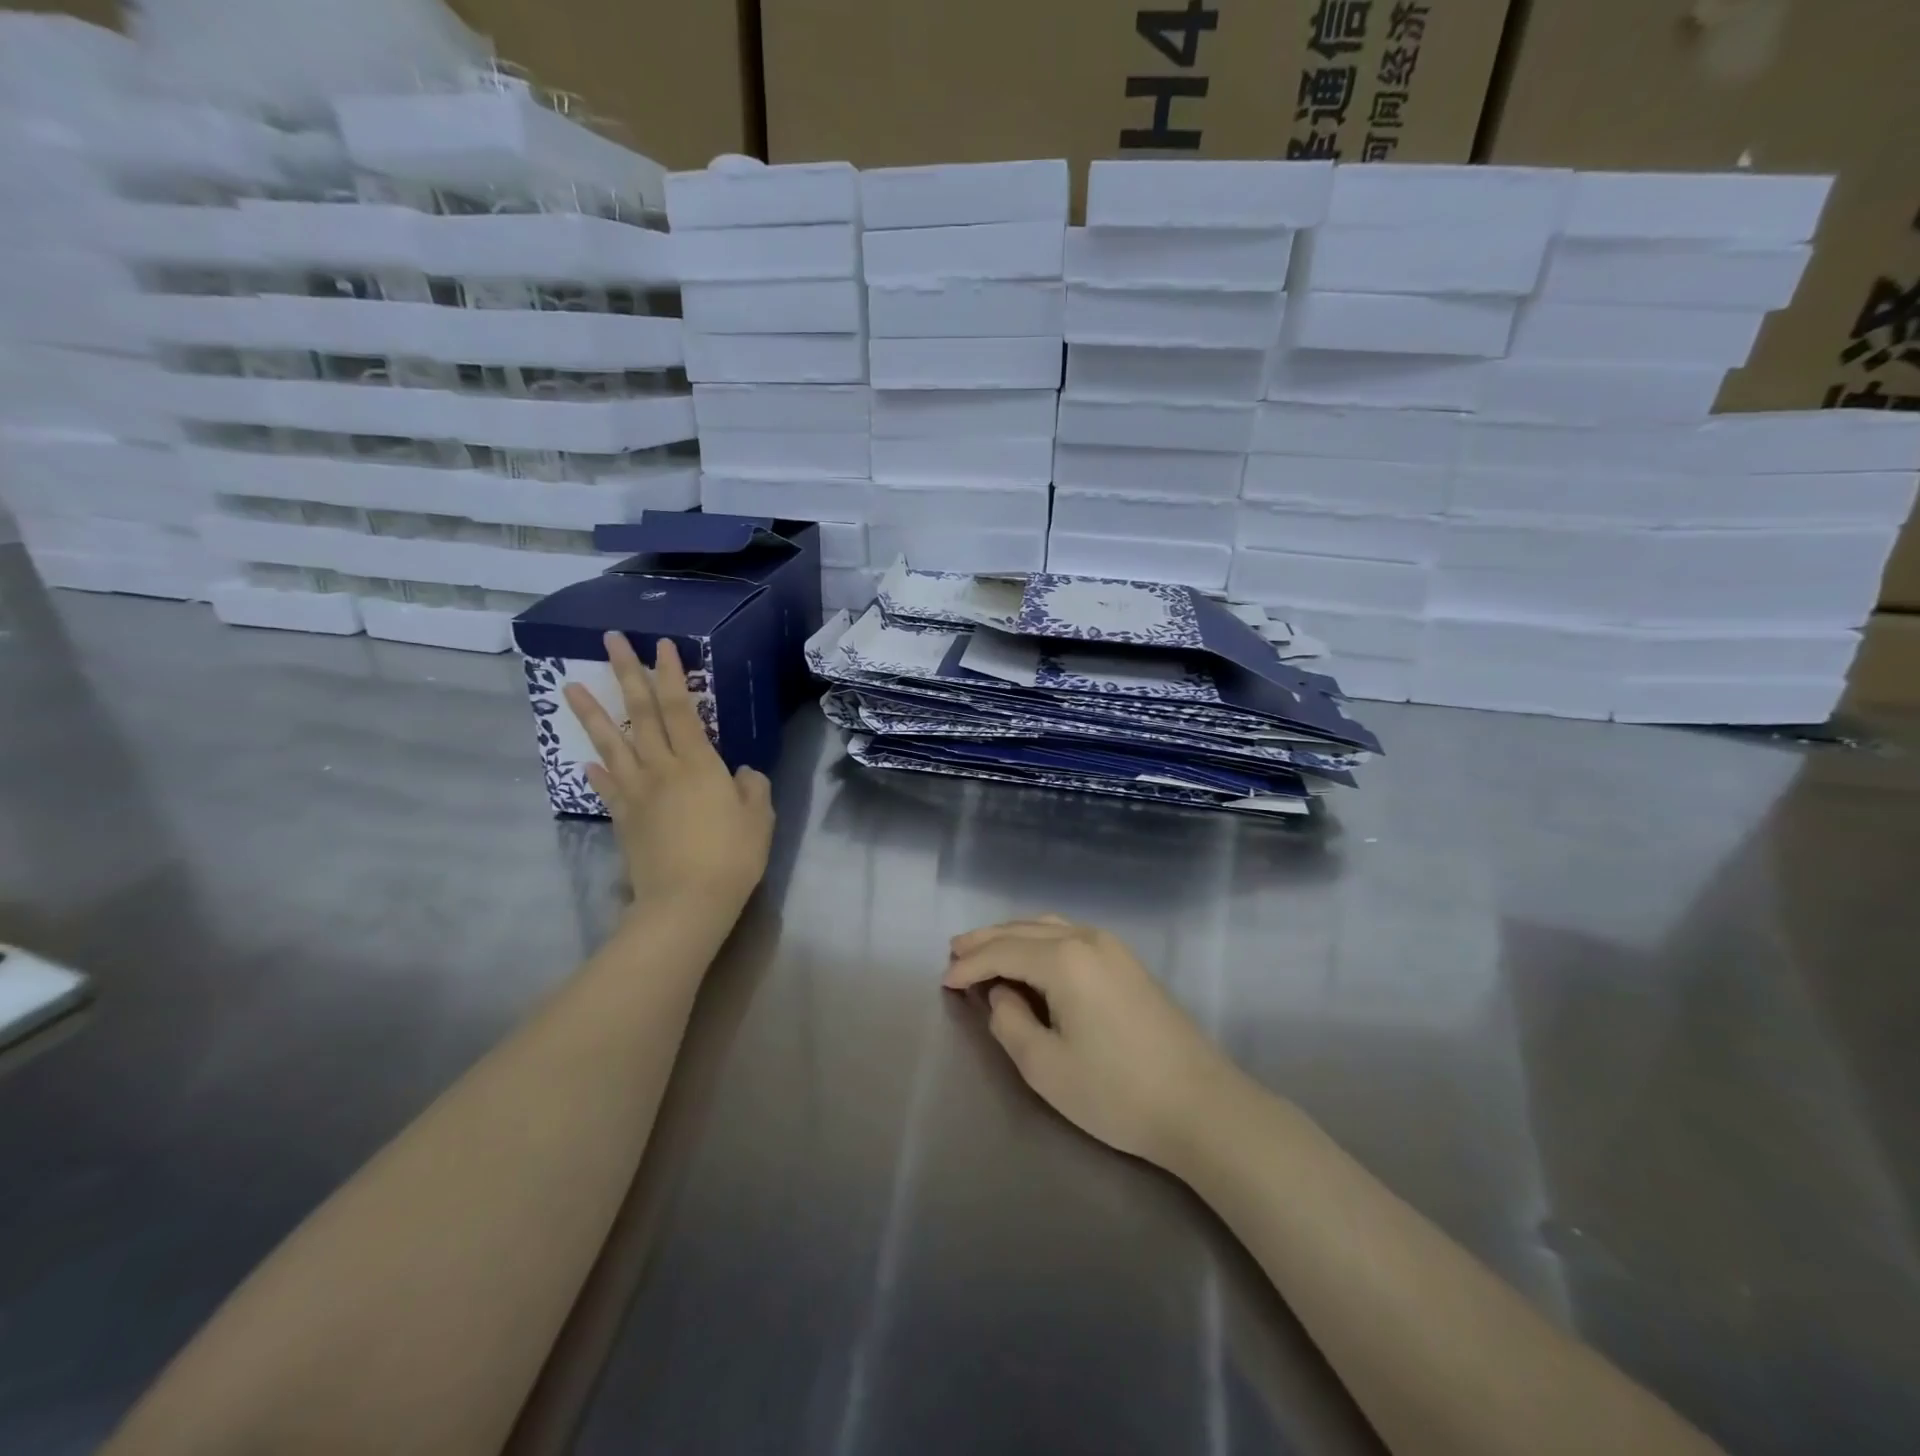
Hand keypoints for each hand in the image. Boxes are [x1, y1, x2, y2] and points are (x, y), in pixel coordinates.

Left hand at [565, 633, 772, 919]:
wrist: (686, 902)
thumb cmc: (732, 856)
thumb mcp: (759, 817)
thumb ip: (752, 787)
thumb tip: (741, 773)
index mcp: (699, 764)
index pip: (681, 708)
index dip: (671, 675)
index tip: (661, 644)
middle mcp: (662, 769)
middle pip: (641, 713)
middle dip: (626, 673)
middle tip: (609, 640)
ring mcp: (637, 793)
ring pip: (612, 744)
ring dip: (591, 713)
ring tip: (567, 686)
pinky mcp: (624, 819)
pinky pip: (607, 788)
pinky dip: (597, 772)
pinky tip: (587, 761)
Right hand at [943, 916, 1239, 1166]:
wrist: (1200, 1105)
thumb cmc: (1116, 1092)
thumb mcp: (1045, 1067)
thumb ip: (1009, 1023)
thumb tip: (1001, 994)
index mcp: (1064, 959)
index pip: (1002, 952)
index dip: (969, 965)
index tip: (942, 981)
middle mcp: (1087, 939)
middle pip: (1023, 930)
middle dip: (986, 939)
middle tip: (954, 950)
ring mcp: (1112, 947)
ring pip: (1049, 926)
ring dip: (1013, 935)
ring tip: (984, 948)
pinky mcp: (1128, 963)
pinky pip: (1071, 935)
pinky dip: (1040, 939)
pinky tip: (1031, 956)